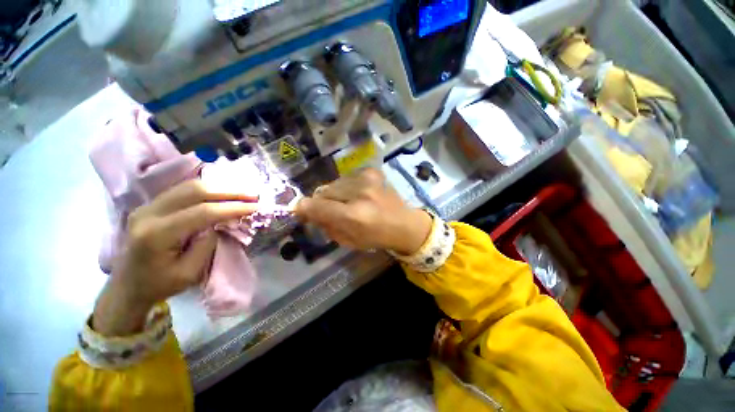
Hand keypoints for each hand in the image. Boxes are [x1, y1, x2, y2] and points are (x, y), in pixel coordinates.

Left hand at [93, 180, 258, 336]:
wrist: (126, 287)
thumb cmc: (159, 285)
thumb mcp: (190, 273)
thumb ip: (207, 244)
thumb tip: (219, 222)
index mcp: (156, 235)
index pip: (202, 212)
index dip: (232, 207)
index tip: (256, 206)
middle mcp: (148, 214)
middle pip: (194, 191)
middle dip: (228, 191)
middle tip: (252, 195)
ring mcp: (147, 206)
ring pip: (188, 186)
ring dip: (219, 188)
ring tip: (242, 193)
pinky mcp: (151, 205)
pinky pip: (182, 190)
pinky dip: (207, 190)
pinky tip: (222, 194)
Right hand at [295, 168, 431, 254]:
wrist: (404, 224)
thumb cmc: (376, 237)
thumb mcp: (348, 241)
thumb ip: (326, 226)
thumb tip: (308, 212)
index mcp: (353, 216)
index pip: (316, 206)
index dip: (304, 208)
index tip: (302, 211)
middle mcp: (359, 194)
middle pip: (323, 191)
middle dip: (322, 201)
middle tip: (331, 210)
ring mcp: (367, 179)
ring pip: (335, 183)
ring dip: (336, 193)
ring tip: (349, 202)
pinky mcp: (372, 172)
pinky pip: (348, 177)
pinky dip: (348, 186)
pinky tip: (359, 194)